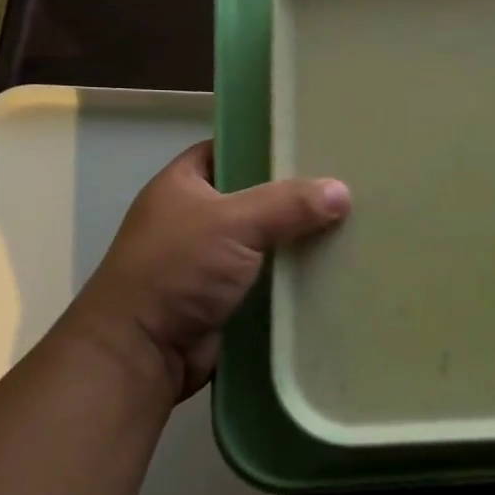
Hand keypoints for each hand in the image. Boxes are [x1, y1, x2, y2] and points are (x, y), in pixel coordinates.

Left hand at [59, 142, 349, 403]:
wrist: (142, 352)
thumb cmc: (177, 270)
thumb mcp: (233, 223)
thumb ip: (288, 204)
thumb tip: (342, 191)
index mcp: (183, 184)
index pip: (231, 149)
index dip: (268, 145)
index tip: (313, 142)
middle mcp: (195, 217)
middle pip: (255, 196)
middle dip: (294, 195)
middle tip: (345, 185)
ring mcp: (209, 260)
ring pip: (265, 240)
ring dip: (298, 239)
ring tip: (352, 224)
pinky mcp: (225, 297)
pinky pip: (268, 278)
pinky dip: (293, 276)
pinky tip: (334, 268)